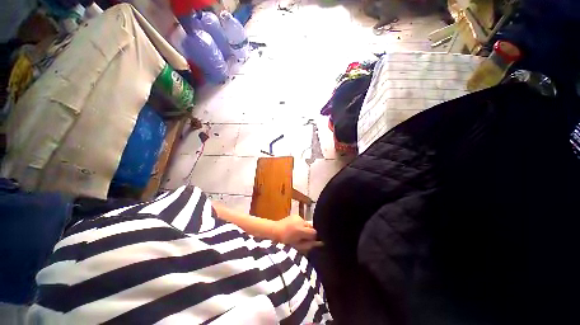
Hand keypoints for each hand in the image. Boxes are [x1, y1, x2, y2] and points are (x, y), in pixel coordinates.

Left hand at [272, 215, 322, 252]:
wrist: (274, 230)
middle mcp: (301, 221)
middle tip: (303, 238)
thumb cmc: (285, 242)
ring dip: (305, 228)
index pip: (314, 232)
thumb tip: (319, 243)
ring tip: (298, 233)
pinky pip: (302, 221)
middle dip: (309, 232)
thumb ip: (309, 244)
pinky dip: (300, 224)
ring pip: (306, 224)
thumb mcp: (297, 246)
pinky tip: (295, 228)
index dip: (313, 238)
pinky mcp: (295, 215)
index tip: (309, 241)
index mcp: (301, 230)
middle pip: (311, 227)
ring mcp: (298, 217)